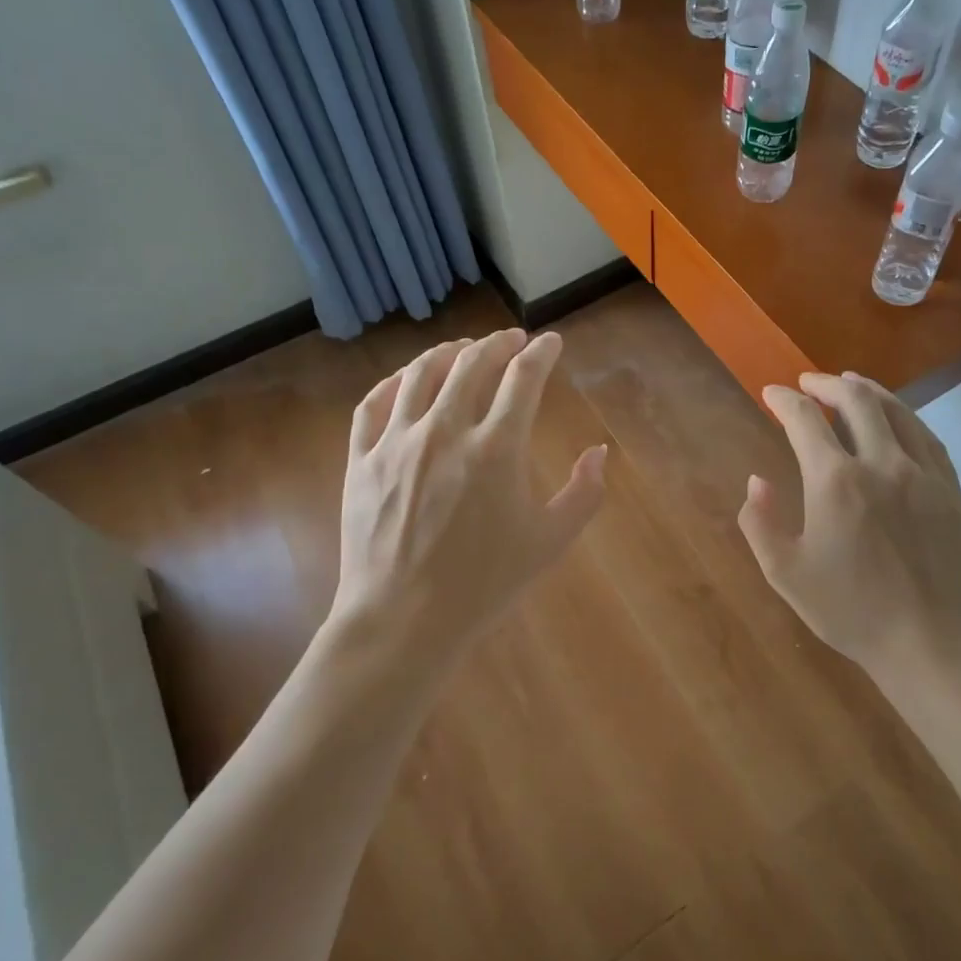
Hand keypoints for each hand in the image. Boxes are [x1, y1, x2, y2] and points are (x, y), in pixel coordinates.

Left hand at [328, 329, 606, 682]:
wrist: (403, 620)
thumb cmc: (484, 584)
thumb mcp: (550, 542)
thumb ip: (584, 493)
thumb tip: (599, 452)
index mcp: (496, 448)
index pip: (523, 378)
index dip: (541, 353)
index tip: (550, 343)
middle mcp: (445, 430)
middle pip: (471, 364)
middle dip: (497, 343)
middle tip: (512, 340)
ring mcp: (396, 442)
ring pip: (420, 374)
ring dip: (448, 352)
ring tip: (463, 349)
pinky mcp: (361, 460)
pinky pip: (373, 405)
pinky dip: (393, 382)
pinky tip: (406, 379)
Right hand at [738, 372, 960, 687]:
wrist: (931, 644)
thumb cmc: (851, 611)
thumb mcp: (786, 573)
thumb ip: (760, 522)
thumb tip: (757, 481)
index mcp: (836, 482)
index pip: (805, 419)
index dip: (784, 400)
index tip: (771, 393)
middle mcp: (882, 464)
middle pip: (856, 400)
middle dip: (826, 384)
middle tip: (807, 383)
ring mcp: (924, 474)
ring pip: (897, 411)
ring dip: (868, 390)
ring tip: (850, 383)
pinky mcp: (952, 490)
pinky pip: (927, 437)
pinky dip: (904, 417)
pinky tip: (897, 419)